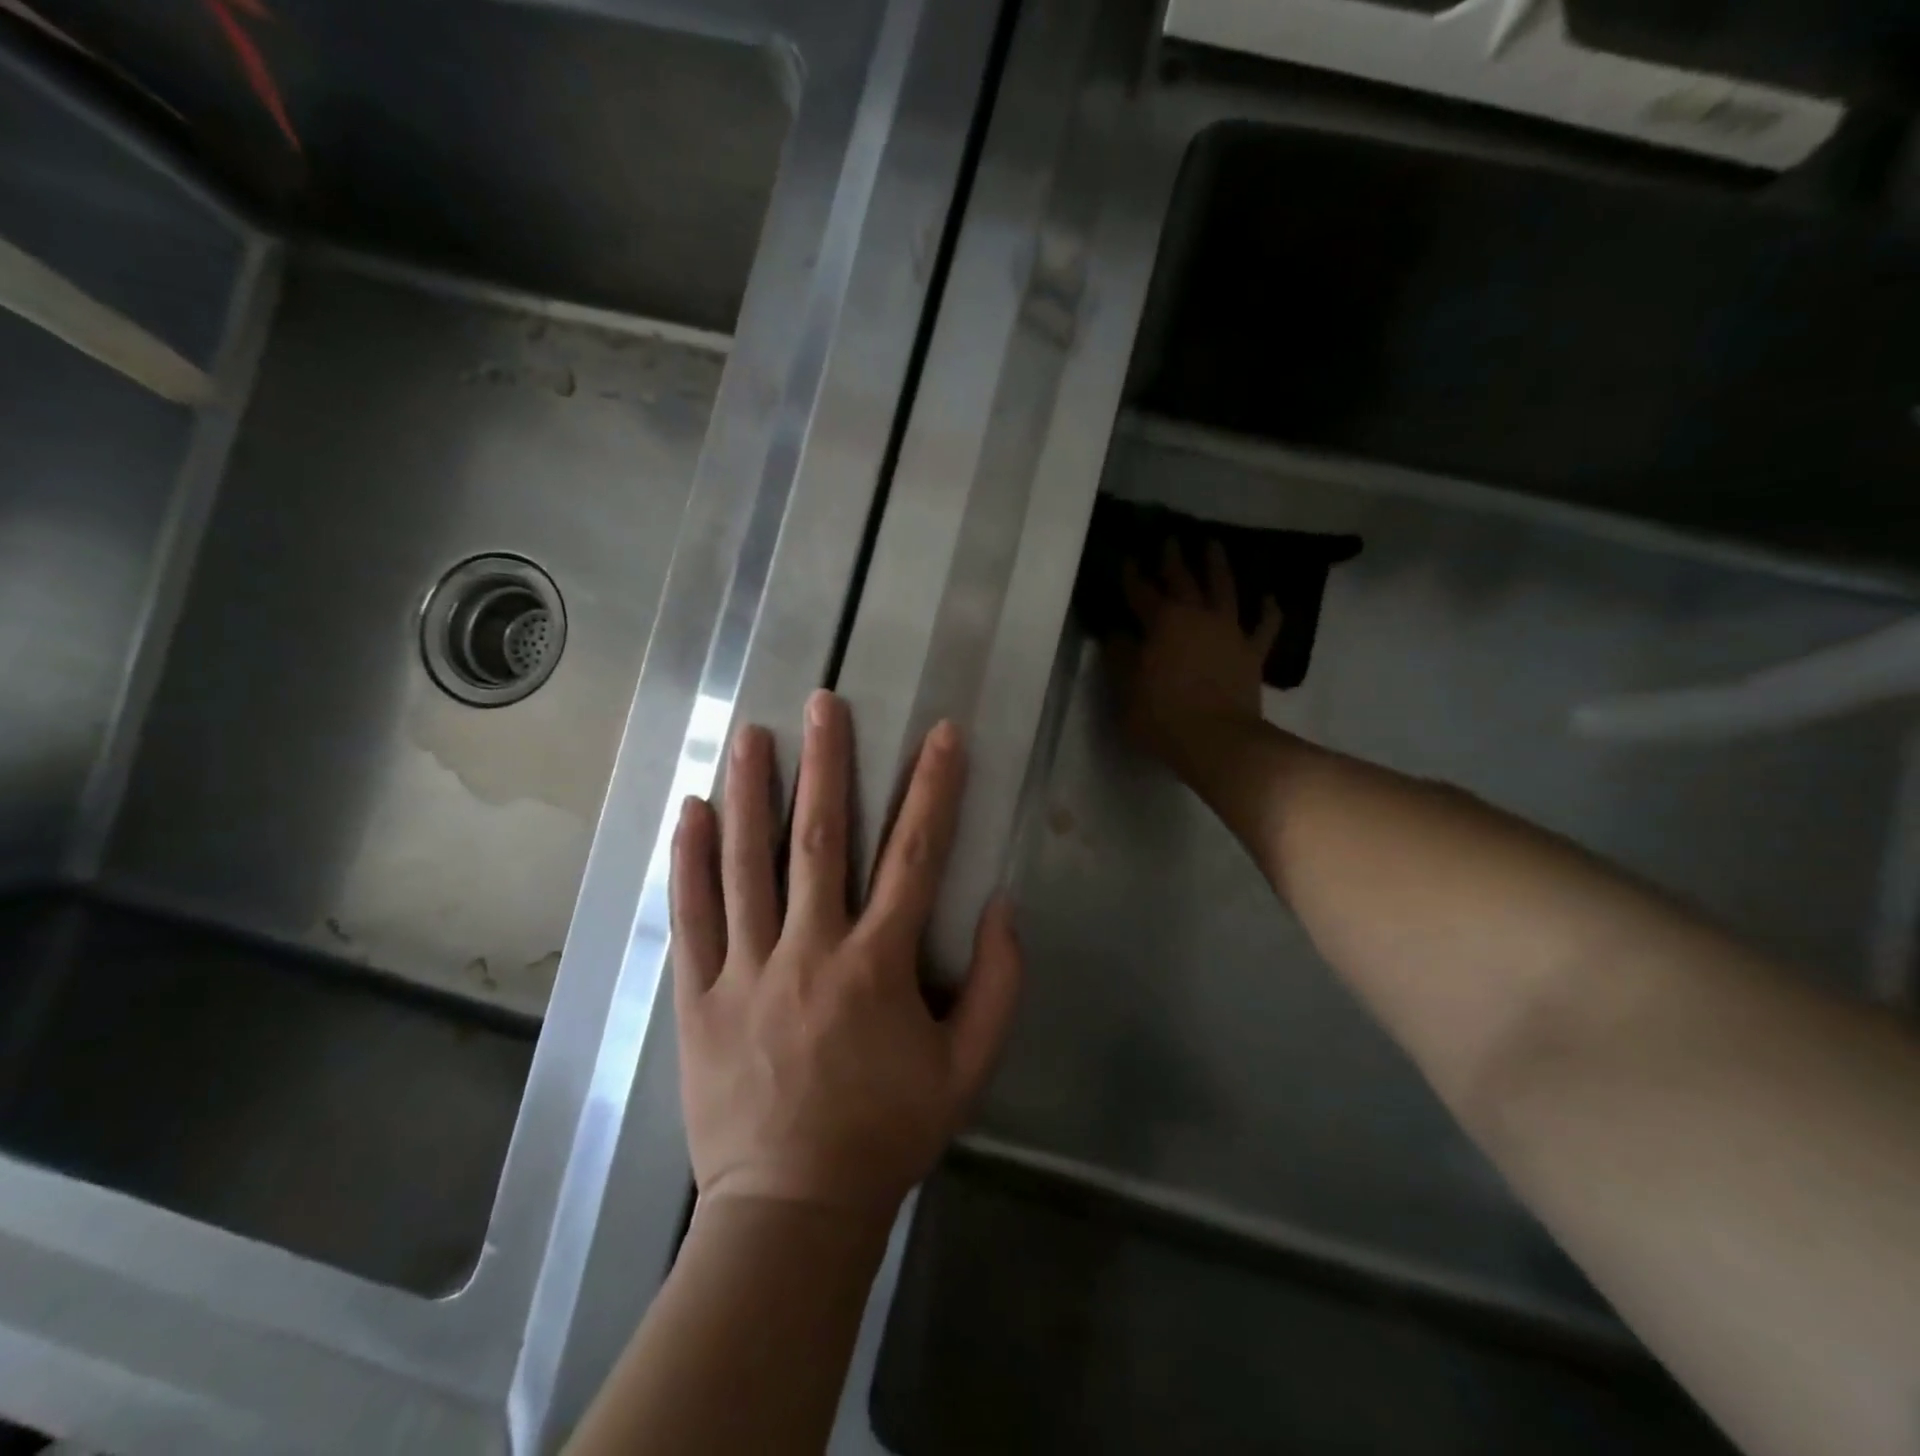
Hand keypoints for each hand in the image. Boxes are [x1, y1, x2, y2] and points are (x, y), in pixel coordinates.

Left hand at [669, 692, 1023, 1219]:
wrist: (791, 1211)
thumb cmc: (886, 1133)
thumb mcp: (967, 1069)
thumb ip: (999, 985)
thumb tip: (1002, 904)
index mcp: (879, 966)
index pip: (915, 856)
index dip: (933, 789)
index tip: (941, 734)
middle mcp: (811, 952)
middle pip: (820, 840)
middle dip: (827, 764)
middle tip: (822, 704)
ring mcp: (747, 971)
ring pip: (747, 865)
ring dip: (750, 794)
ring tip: (749, 735)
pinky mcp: (698, 996)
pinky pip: (692, 917)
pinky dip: (690, 861)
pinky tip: (690, 813)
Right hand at [1106, 539, 1280, 764]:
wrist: (1218, 741)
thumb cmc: (1162, 716)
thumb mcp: (1126, 689)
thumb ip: (1120, 657)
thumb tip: (1116, 632)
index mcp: (1162, 622)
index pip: (1141, 591)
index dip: (1131, 575)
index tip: (1125, 559)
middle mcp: (1197, 616)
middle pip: (1183, 580)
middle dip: (1173, 559)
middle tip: (1170, 539)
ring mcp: (1229, 632)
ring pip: (1224, 589)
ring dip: (1218, 566)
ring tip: (1214, 545)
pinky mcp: (1252, 652)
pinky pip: (1264, 626)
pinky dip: (1268, 610)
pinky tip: (1269, 598)